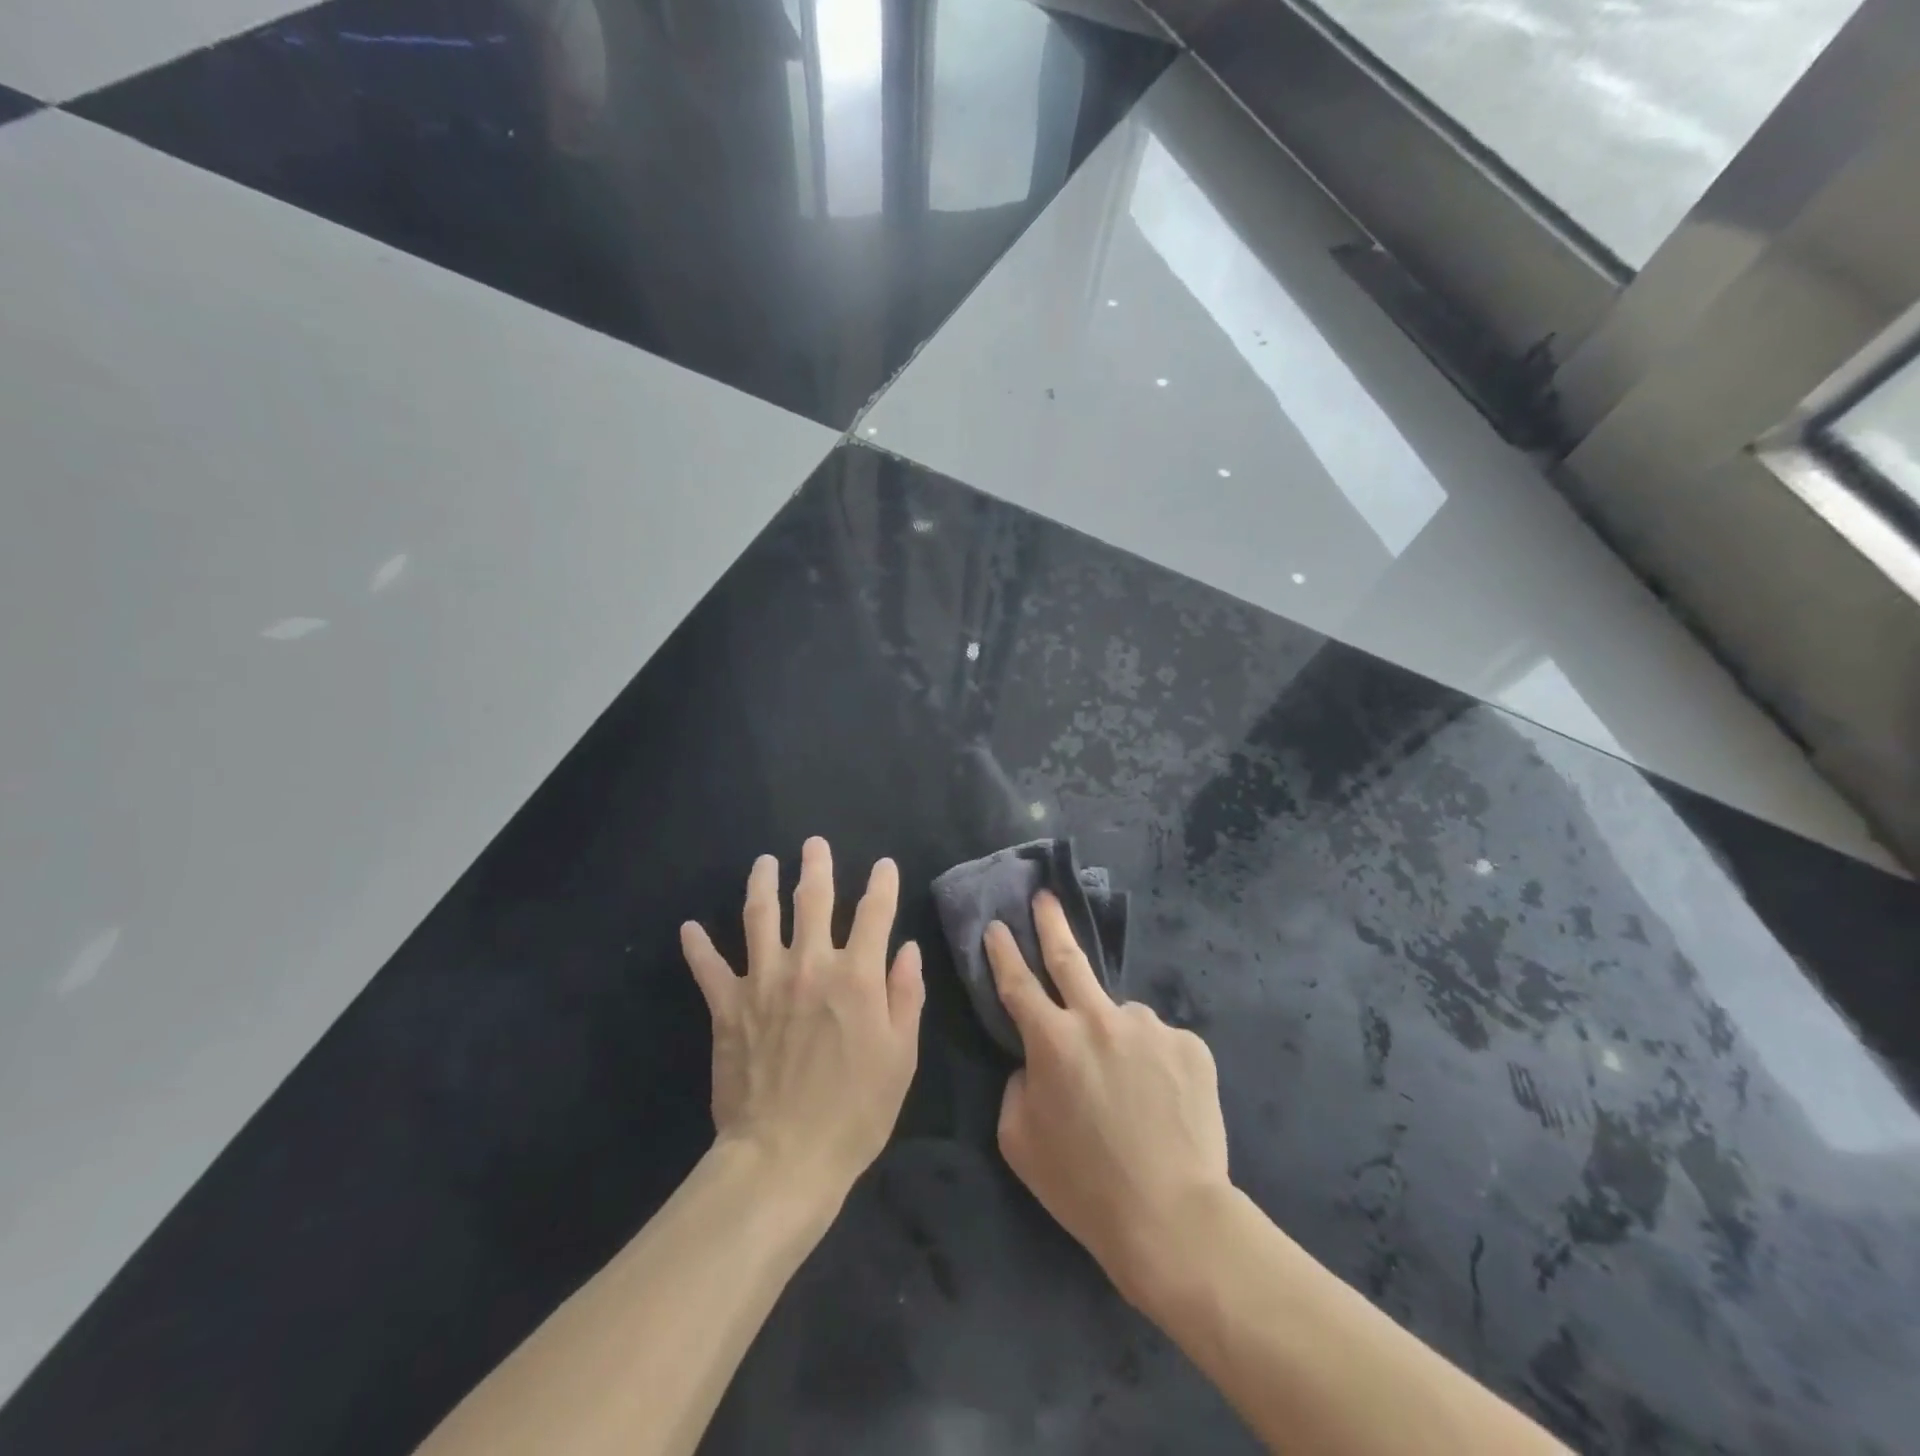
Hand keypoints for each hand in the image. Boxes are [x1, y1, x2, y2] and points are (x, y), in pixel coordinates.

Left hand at [680, 838, 923, 1208]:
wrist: (784, 1157)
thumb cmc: (855, 1111)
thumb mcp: (901, 1056)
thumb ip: (906, 996)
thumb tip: (907, 949)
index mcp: (857, 976)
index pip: (875, 913)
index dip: (882, 884)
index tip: (884, 866)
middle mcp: (810, 965)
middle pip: (813, 900)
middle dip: (817, 866)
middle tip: (814, 844)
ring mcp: (763, 981)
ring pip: (760, 917)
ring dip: (762, 884)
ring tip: (763, 862)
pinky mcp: (727, 1006)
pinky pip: (708, 967)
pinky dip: (697, 946)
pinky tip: (689, 927)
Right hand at [986, 893, 1229, 1302]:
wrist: (1173, 1217)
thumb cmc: (1084, 1186)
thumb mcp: (1020, 1142)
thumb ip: (1018, 1087)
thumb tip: (1035, 1062)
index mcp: (1052, 1040)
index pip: (1018, 982)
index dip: (1002, 952)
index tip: (996, 925)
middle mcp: (1099, 1018)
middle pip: (1069, 957)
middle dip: (1051, 922)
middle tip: (1046, 897)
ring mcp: (1149, 1027)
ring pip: (1122, 1019)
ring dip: (1116, 1039)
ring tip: (1132, 1093)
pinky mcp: (1190, 1045)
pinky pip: (1161, 1045)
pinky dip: (1154, 1064)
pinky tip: (1163, 1103)